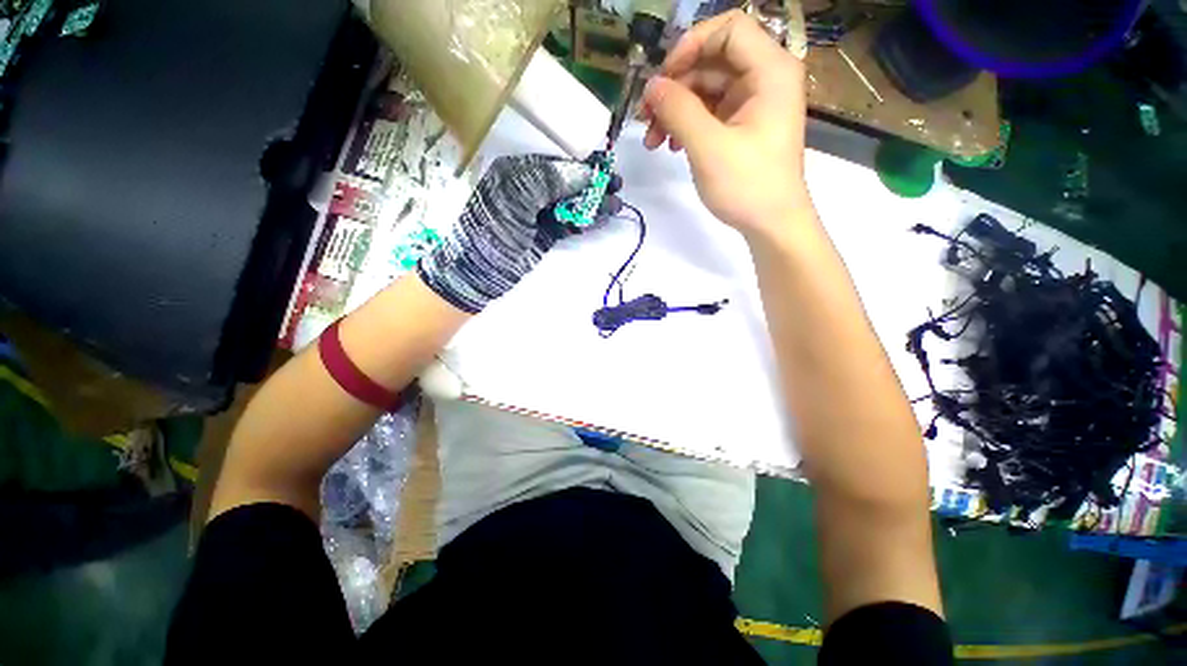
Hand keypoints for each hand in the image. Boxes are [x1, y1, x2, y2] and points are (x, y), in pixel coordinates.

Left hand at [418, 154, 616, 312]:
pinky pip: (569, 222)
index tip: (605, 170)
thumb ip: (548, 180)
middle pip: (567, 182)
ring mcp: (539, 213)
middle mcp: (529, 189)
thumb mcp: (515, 198)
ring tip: (615, 205)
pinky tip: (600, 218)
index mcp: (517, 172)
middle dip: (592, 185)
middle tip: (616, 187)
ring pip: (571, 203)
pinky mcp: (546, 234)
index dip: (582, 166)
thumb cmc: (494, 230)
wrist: (480, 272)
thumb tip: (584, 173)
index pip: (557, 163)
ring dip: (593, 204)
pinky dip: (585, 220)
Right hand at [641, 10, 807, 237]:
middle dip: (675, 88)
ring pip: (706, 90)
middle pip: (711, 62)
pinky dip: (688, 125)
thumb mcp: (708, 147)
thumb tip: (651, 86)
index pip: (728, 30)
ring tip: (652, 141)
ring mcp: (753, 104)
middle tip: (645, 118)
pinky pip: (710, 112)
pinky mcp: (743, 126)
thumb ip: (678, 110)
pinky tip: (671, 146)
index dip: (690, 46)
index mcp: (770, 71)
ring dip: (675, 111)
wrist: (771, 225)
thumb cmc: (747, 186)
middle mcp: (765, 79)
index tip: (663, 79)